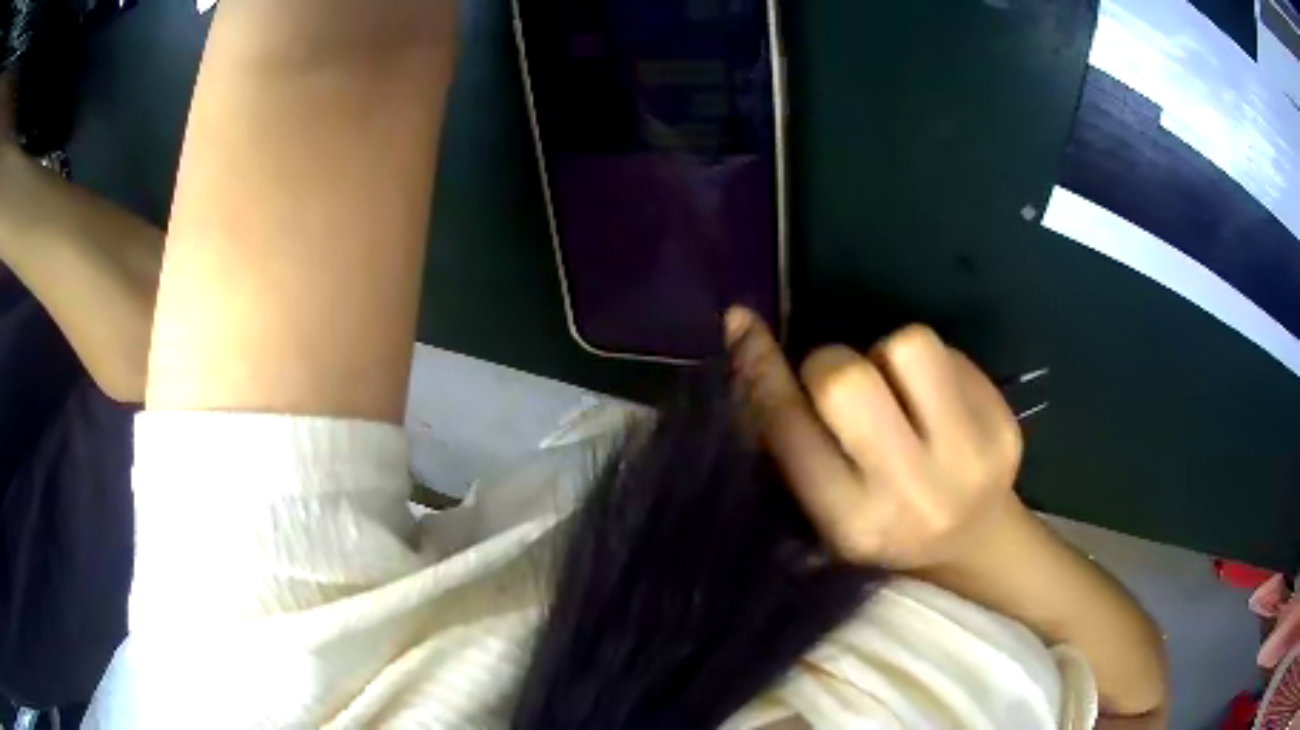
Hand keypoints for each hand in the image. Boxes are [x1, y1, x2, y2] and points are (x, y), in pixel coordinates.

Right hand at [725, 307, 1023, 570]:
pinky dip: (931, 366)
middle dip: (831, 363)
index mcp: (850, 519)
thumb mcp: (826, 506)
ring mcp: (967, 456)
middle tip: (845, 384)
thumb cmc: (885, 527)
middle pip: (848, 379)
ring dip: (889, 355)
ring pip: (909, 345)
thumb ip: (792, 442)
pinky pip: (950, 353)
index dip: (760, 367)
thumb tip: (752, 348)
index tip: (742, 321)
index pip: (790, 427)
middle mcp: (909, 492)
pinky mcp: (1003, 426)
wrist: (973, 543)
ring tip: (900, 392)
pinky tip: (939, 404)